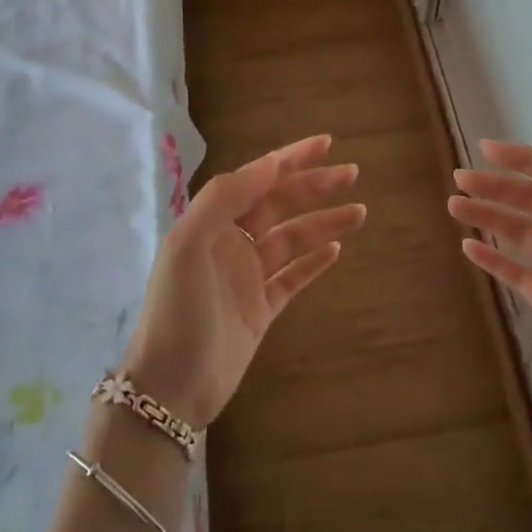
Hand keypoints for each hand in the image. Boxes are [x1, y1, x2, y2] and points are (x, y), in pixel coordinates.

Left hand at [122, 135, 363, 428]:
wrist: (172, 388)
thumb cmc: (178, 312)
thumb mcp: (188, 246)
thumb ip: (223, 199)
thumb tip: (267, 165)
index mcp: (211, 224)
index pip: (256, 180)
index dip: (289, 159)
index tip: (325, 143)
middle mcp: (230, 243)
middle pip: (279, 204)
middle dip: (314, 186)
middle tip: (352, 173)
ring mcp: (247, 277)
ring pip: (293, 239)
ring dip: (324, 222)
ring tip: (359, 211)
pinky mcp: (262, 309)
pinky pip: (294, 276)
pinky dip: (314, 261)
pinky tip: (336, 249)